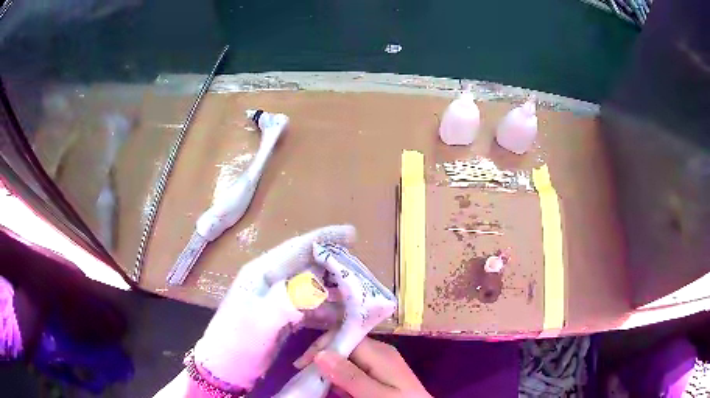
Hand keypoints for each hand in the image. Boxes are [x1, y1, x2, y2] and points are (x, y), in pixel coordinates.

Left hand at [193, 225, 356, 389]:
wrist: (225, 368)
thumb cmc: (237, 342)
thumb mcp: (258, 322)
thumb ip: (284, 301)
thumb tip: (314, 285)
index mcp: (263, 273)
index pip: (297, 249)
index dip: (324, 239)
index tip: (352, 234)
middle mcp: (272, 282)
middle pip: (309, 267)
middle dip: (336, 269)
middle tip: (362, 276)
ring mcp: (278, 300)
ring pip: (313, 289)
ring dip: (335, 293)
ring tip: (358, 300)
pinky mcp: (283, 317)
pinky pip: (311, 308)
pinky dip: (327, 311)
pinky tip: (342, 318)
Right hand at [294, 331, 431, 397]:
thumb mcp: (375, 395)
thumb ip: (349, 376)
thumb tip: (320, 353)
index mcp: (379, 352)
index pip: (343, 336)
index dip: (320, 347)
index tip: (302, 365)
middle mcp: (380, 351)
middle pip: (344, 345)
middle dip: (322, 357)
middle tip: (307, 375)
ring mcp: (382, 361)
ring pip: (348, 356)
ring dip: (331, 368)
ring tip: (318, 382)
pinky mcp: (382, 372)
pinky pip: (356, 367)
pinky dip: (342, 376)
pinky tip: (338, 387)